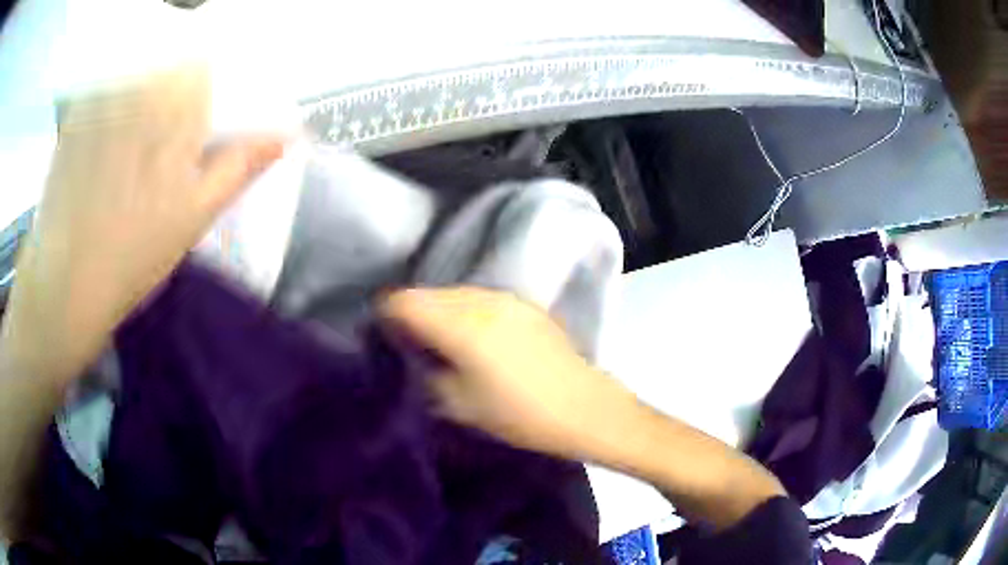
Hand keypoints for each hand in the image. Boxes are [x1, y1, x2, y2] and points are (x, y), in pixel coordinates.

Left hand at [4, 67, 285, 383]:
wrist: (65, 283)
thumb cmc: (134, 255)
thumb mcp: (196, 214)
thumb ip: (240, 165)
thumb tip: (286, 136)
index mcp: (178, 102)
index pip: (205, 63)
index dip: (203, 90)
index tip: (194, 125)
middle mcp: (141, 82)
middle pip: (170, 62)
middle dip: (172, 93)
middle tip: (159, 143)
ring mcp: (103, 95)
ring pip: (137, 74)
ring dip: (140, 98)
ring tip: (128, 149)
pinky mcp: (75, 113)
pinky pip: (103, 91)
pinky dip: (109, 107)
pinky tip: (100, 148)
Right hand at [382, 287, 785, 529]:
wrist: (586, 408)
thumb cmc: (519, 414)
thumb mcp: (457, 403)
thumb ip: (424, 370)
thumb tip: (408, 352)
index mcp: (459, 322)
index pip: (402, 300)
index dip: (383, 315)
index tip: (378, 337)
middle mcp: (480, 297)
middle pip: (426, 293)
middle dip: (409, 314)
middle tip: (406, 346)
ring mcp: (506, 298)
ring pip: (452, 295)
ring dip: (437, 313)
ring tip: (438, 345)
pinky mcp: (525, 305)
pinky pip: (479, 300)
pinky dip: (463, 314)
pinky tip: (472, 342)